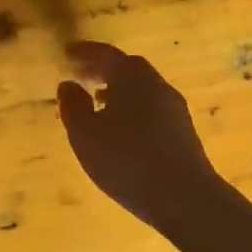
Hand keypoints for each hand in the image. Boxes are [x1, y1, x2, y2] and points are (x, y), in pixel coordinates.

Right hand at [56, 41, 223, 234]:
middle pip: (129, 68)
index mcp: (133, 77)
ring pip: (142, 89)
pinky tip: (122, 129)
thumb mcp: (85, 134)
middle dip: (103, 68)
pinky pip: (151, 109)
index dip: (84, 52)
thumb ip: (73, 106)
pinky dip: (132, 108)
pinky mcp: (183, 133)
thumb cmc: (127, 160)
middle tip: (81, 74)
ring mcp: (174, 109)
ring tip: (98, 101)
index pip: (106, 54)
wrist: (184, 198)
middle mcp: (157, 85)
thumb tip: (68, 84)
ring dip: (119, 90)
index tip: (66, 52)